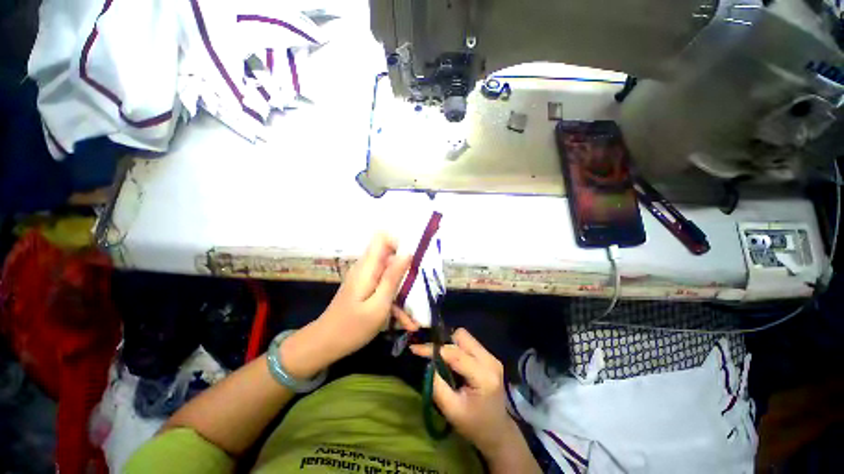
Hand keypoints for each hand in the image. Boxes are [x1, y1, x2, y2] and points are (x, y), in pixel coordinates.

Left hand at [319, 233, 413, 357]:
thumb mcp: (378, 304)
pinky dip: (394, 298)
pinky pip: (383, 285)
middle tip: (419, 285)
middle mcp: (366, 267)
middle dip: (406, 267)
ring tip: (414, 309)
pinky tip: (404, 320)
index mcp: (368, 267)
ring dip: (403, 287)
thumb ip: (392, 277)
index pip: (382, 237)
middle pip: (390, 254)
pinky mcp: (365, 287)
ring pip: (390, 272)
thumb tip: (407, 253)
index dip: (399, 242)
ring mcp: (365, 278)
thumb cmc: (352, 327)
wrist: (325, 344)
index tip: (412, 258)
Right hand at [410, 329, 519, 455]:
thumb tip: (425, 362)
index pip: (454, 354)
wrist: (497, 433)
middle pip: (462, 337)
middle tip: (431, 355)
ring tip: (441, 359)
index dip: (433, 349)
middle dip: (444, 343)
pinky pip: (469, 343)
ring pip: (465, 337)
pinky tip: (452, 362)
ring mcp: (492, 357)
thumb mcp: (451, 409)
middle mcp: (490, 360)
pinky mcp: (490, 357)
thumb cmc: (474, 425)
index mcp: (483, 376)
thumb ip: (437, 384)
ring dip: (450, 344)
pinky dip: (457, 348)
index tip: (415, 348)